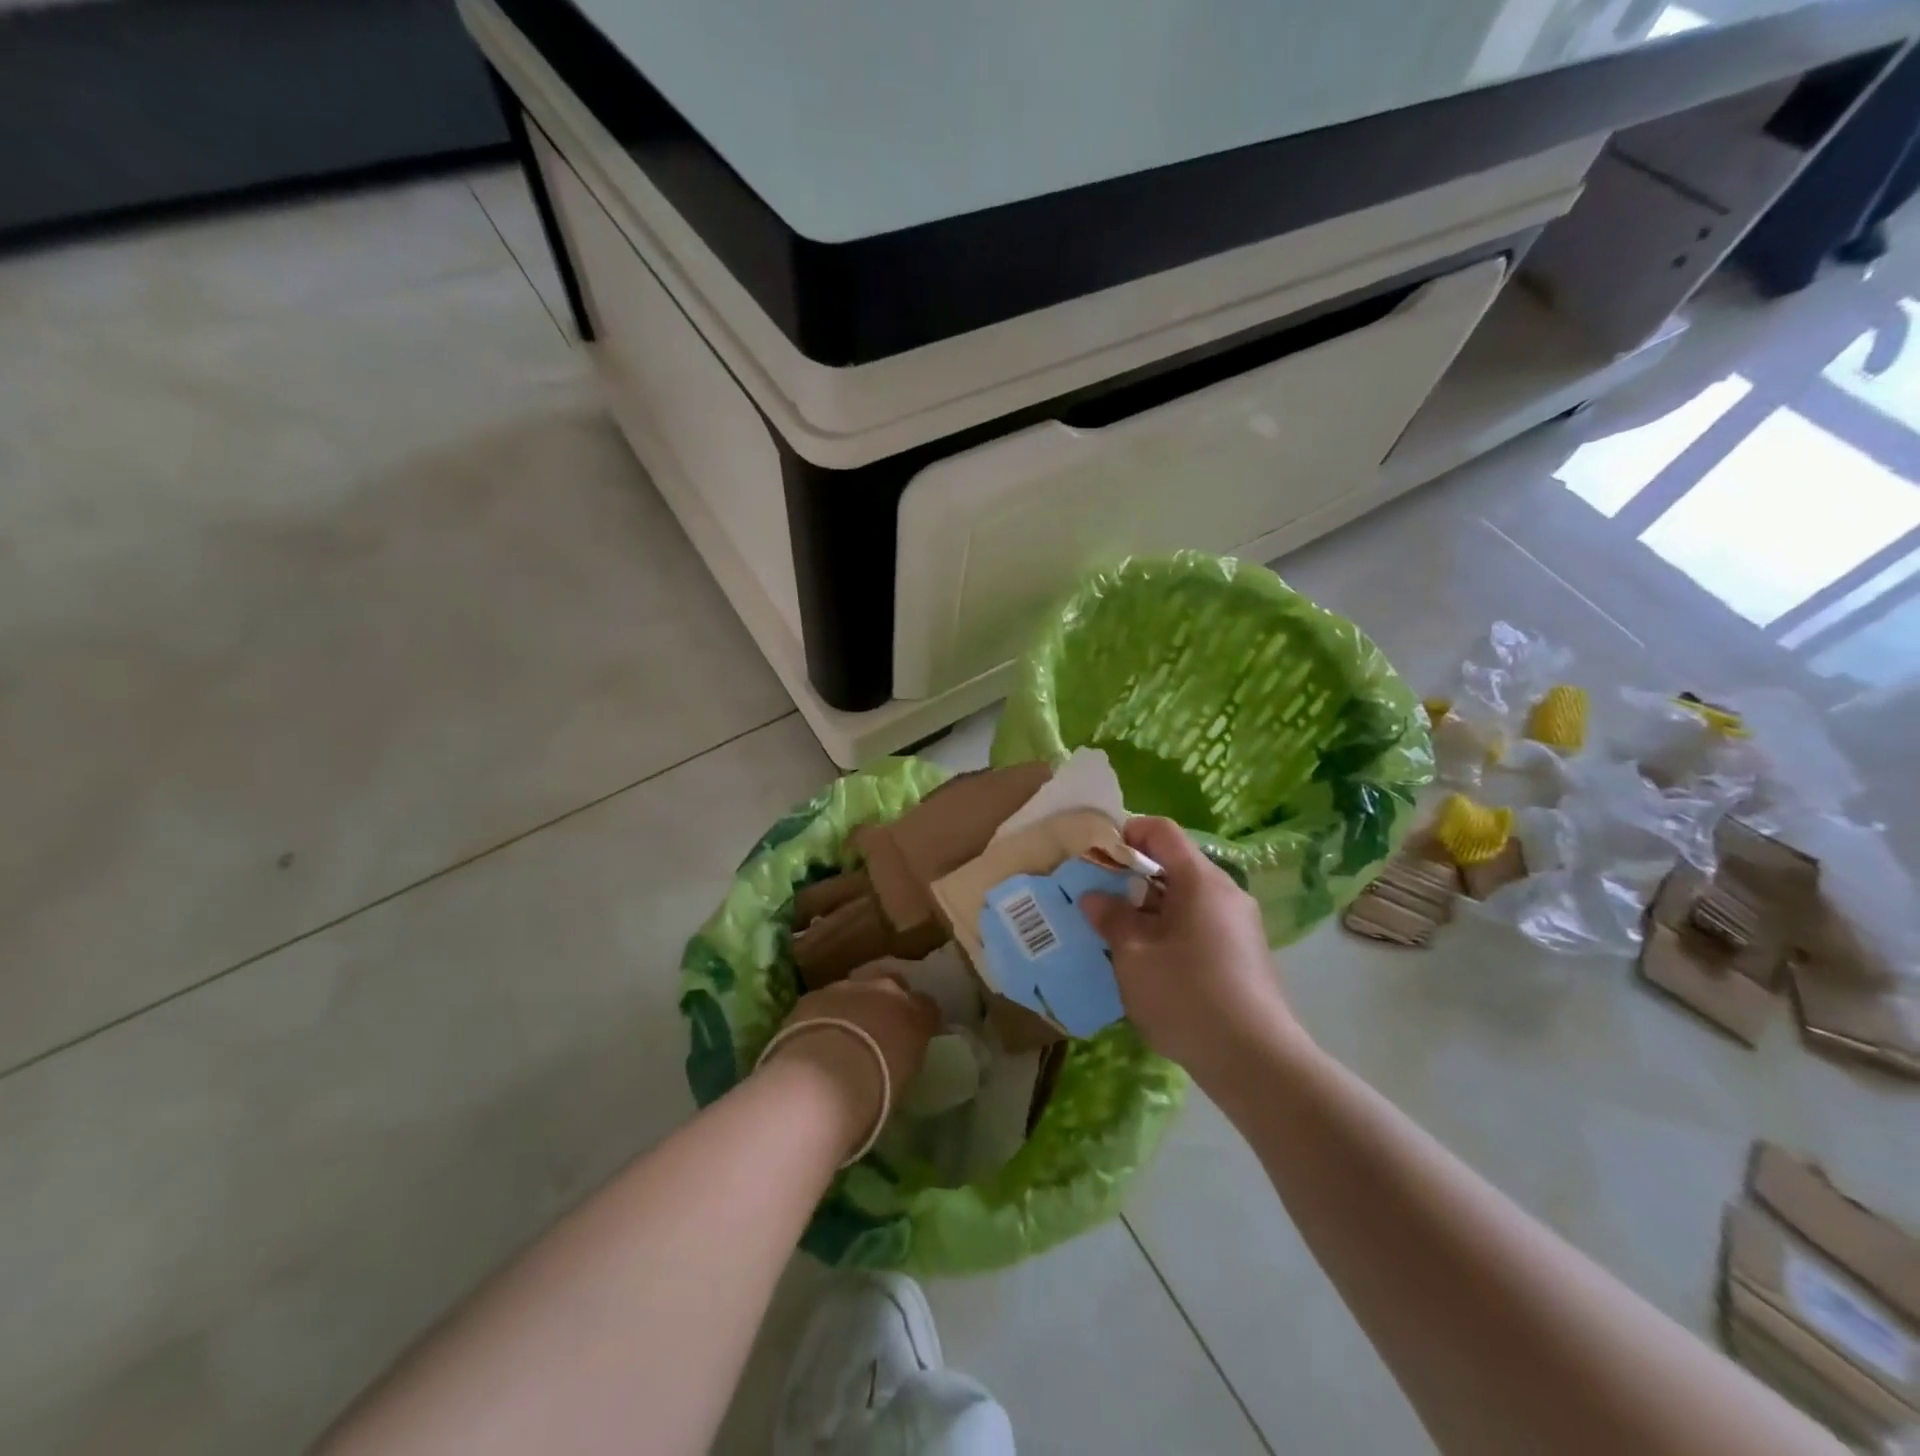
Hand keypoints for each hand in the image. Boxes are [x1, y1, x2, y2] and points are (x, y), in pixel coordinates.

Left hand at [762, 963, 940, 1147]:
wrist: (824, 1079)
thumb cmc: (876, 1089)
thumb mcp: (904, 1078)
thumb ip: (903, 1056)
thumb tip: (894, 1058)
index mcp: (914, 1013)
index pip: (927, 1006)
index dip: (919, 1018)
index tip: (912, 1034)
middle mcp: (885, 990)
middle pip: (892, 982)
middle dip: (887, 998)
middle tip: (877, 1023)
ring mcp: (848, 988)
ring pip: (855, 986)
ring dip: (852, 1003)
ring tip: (841, 1031)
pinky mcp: (815, 995)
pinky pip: (823, 1001)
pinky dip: (822, 1014)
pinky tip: (814, 1036)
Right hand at [1081, 818, 1304, 1081]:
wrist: (1255, 1061)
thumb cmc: (1186, 995)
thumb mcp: (1133, 955)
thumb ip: (1111, 918)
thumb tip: (1094, 897)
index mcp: (1201, 881)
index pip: (1162, 831)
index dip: (1128, 833)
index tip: (1099, 855)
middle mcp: (1226, 893)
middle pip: (1176, 866)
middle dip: (1135, 878)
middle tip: (1102, 902)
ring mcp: (1241, 925)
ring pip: (1188, 900)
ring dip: (1152, 910)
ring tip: (1122, 938)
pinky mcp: (1246, 956)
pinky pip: (1202, 926)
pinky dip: (1173, 931)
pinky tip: (1154, 967)